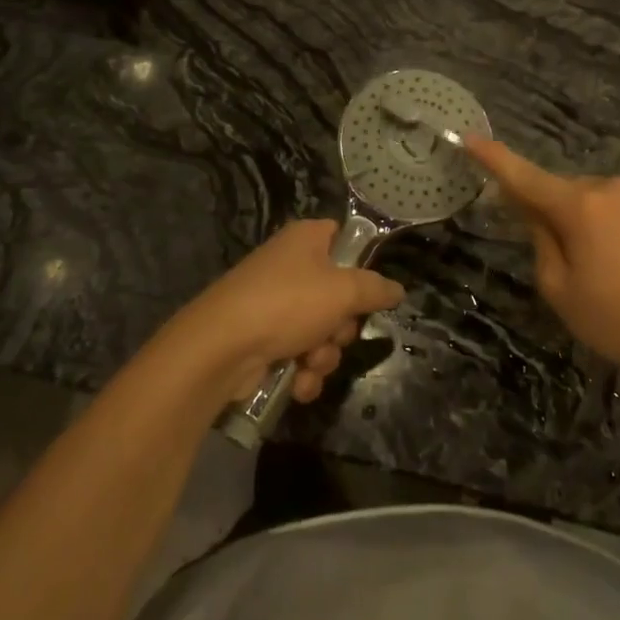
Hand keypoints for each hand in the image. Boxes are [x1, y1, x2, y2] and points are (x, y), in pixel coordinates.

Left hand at [167, 220, 403, 406]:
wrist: (221, 348)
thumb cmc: (286, 304)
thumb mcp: (343, 292)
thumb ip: (375, 289)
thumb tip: (397, 289)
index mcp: (306, 240)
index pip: (343, 237)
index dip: (360, 263)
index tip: (370, 288)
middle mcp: (290, 267)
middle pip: (339, 294)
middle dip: (342, 326)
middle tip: (334, 332)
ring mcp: (275, 304)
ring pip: (322, 332)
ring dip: (324, 355)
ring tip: (310, 362)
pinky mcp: (264, 339)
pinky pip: (300, 355)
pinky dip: (304, 371)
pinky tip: (298, 381)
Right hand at [466, 138, 619, 380]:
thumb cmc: (619, 320)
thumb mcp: (560, 290)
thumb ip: (540, 241)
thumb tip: (534, 212)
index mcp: (580, 207)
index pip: (525, 177)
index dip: (494, 158)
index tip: (470, 138)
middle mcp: (612, 187)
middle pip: (565, 192)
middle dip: (555, 213)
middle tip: (566, 261)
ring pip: (598, 199)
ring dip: (590, 220)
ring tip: (608, 269)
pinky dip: (618, 225)